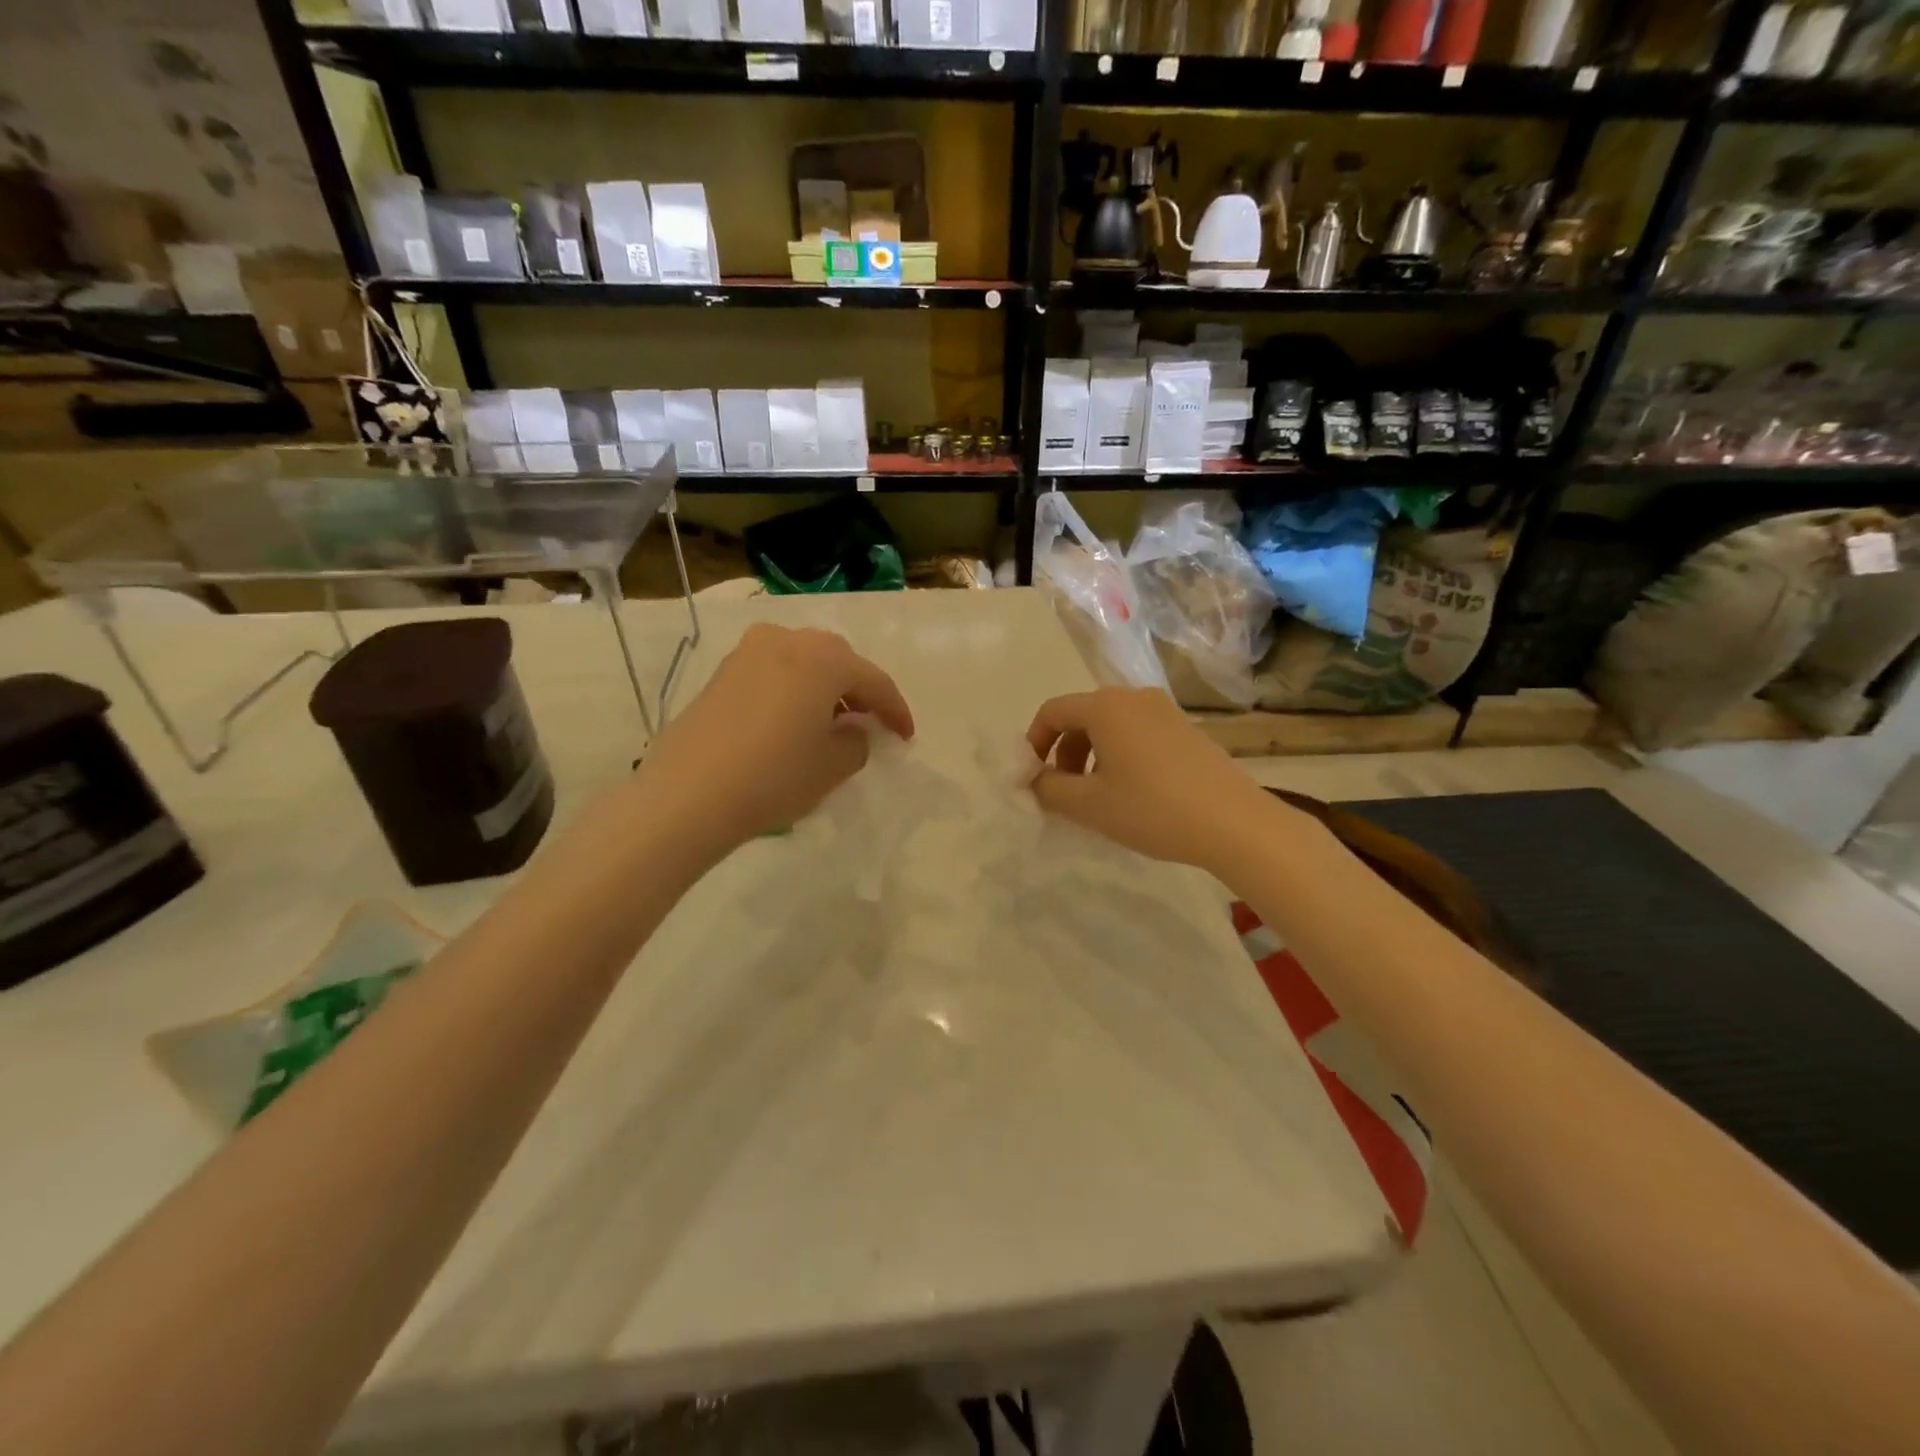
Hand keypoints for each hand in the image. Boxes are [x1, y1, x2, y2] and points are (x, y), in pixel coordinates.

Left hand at [637, 624, 913, 860]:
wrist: (687, 794)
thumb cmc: (774, 776)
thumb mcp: (833, 766)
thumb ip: (857, 742)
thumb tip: (853, 729)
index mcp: (824, 658)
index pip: (874, 681)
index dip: (896, 711)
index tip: (906, 737)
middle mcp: (788, 640)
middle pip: (838, 660)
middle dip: (859, 690)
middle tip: (870, 723)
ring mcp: (749, 652)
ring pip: (803, 662)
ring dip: (824, 687)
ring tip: (831, 723)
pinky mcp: (723, 672)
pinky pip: (774, 671)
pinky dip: (793, 690)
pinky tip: (792, 721)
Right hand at [1026, 687, 1293, 874]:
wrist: (1234, 822)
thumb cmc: (1151, 809)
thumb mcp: (1088, 804)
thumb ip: (1048, 788)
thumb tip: (1033, 778)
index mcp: (1104, 707)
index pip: (1052, 712)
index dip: (1033, 743)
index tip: (1033, 778)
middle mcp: (1133, 697)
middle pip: (1082, 716)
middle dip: (1063, 752)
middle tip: (1064, 791)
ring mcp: (1164, 710)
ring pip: (1111, 725)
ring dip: (1091, 755)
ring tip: (1097, 795)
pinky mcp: (1186, 728)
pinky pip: (1137, 733)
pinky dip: (1120, 755)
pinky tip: (1132, 791)